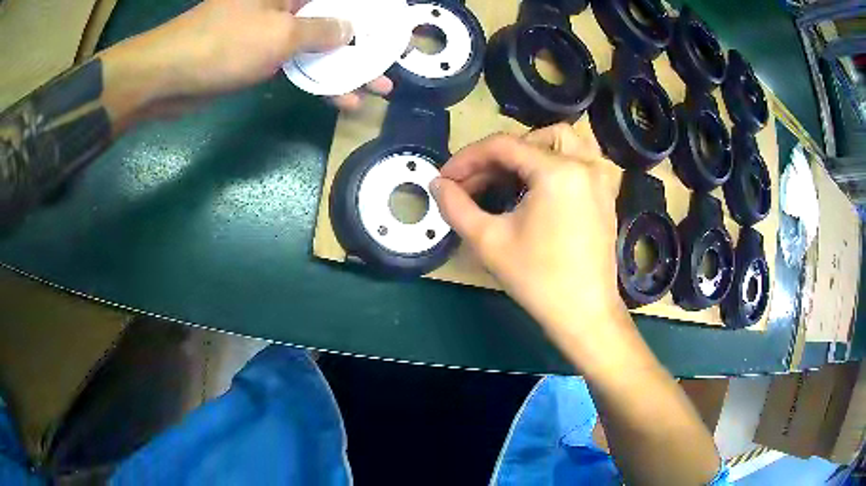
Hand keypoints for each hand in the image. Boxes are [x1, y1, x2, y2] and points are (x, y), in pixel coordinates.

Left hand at [101, 0, 390, 123]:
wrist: (168, 77)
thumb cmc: (223, 44)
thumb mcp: (279, 34)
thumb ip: (321, 30)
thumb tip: (350, 30)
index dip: (369, 9)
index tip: (394, 23)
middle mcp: (284, 4)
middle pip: (334, 18)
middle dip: (365, 42)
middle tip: (393, 60)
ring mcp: (272, 30)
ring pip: (317, 44)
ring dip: (345, 66)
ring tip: (377, 87)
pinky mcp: (259, 56)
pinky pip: (297, 64)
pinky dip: (317, 80)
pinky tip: (340, 98)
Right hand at [430, 124, 625, 344]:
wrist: (584, 313)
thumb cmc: (538, 279)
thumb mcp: (489, 242)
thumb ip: (456, 207)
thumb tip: (437, 185)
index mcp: (557, 171)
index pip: (503, 146)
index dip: (467, 158)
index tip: (445, 178)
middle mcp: (584, 164)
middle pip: (532, 138)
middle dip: (498, 155)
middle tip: (476, 182)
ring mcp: (600, 178)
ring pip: (563, 141)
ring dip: (532, 150)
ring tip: (509, 175)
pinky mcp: (606, 193)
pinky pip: (582, 159)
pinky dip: (558, 160)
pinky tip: (541, 184)